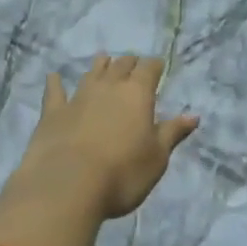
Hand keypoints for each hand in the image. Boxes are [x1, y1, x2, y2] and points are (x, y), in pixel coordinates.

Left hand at [14, 54, 198, 219]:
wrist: (68, 186)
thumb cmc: (123, 173)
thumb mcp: (157, 157)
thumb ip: (172, 133)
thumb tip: (193, 115)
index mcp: (137, 94)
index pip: (149, 68)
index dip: (155, 66)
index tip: (158, 66)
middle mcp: (108, 87)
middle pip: (121, 65)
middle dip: (129, 63)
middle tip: (133, 65)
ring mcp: (78, 97)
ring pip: (92, 73)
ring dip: (99, 66)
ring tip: (103, 59)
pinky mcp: (53, 113)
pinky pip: (55, 91)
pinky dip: (55, 83)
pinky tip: (53, 76)